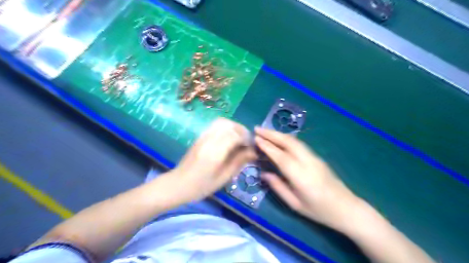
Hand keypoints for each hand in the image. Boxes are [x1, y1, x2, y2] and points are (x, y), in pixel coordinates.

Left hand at [171, 118, 255, 201]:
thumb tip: (253, 152)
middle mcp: (209, 140)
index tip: (252, 147)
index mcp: (215, 152)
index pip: (235, 135)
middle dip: (242, 130)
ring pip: (222, 122)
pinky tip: (229, 138)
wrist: (178, 183)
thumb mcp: (224, 178)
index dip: (246, 138)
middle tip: (247, 142)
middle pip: (229, 125)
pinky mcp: (200, 136)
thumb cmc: (202, 186)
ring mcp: (203, 136)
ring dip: (234, 127)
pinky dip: (226, 127)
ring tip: (239, 139)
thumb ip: (239, 162)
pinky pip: (215, 125)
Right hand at [256, 127, 359, 227]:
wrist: (347, 208)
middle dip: (271, 134)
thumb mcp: (295, 204)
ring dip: (279, 134)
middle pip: (288, 142)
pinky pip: (299, 144)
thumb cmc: (319, 210)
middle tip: (257, 129)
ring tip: (265, 132)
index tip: (256, 138)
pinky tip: (280, 139)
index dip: (267, 146)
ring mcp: (314, 157)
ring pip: (295, 141)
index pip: (281, 156)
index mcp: (301, 176)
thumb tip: (264, 174)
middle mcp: (308, 162)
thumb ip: (278, 187)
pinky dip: (287, 139)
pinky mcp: (317, 157)